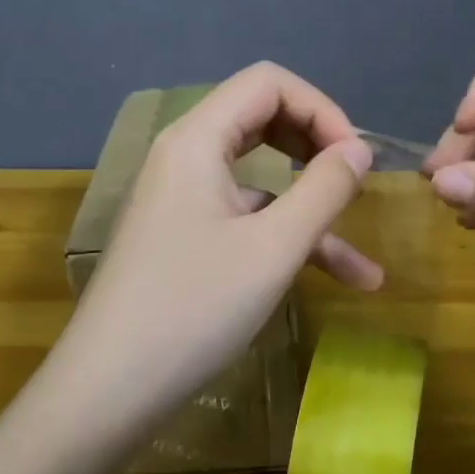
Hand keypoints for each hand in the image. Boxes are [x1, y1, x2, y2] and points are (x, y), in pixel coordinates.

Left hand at [56, 63, 380, 429]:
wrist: (108, 390)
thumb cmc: (192, 310)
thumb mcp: (273, 249)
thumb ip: (324, 190)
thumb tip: (359, 151)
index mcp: (196, 140)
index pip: (268, 84)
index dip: (322, 109)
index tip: (358, 160)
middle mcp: (184, 157)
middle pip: (262, 120)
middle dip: (317, 147)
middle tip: (356, 181)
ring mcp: (182, 200)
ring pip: (261, 182)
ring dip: (313, 211)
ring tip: (366, 263)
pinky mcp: (185, 238)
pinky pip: (245, 221)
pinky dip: (287, 242)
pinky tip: (336, 282)